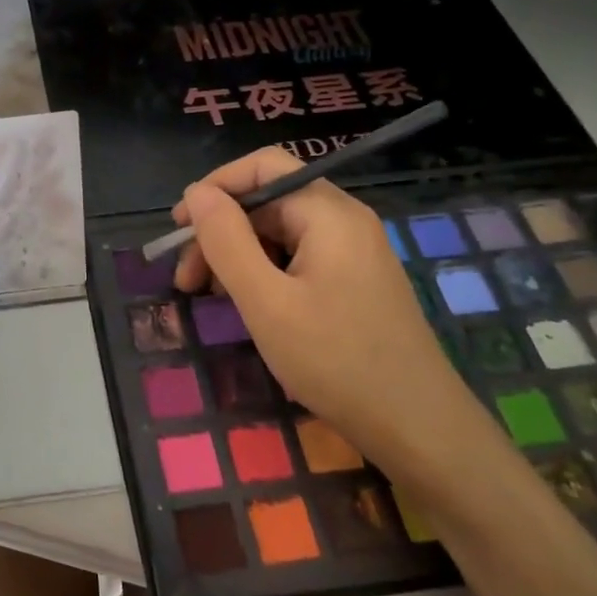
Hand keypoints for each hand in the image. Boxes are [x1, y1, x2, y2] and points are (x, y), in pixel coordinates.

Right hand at [171, 148, 485, 467]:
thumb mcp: (266, 302)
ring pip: (279, 232)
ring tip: (212, 298)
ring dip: (237, 256)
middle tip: (187, 280)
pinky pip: (297, 258)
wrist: (417, 428)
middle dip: (220, 232)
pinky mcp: (354, 280)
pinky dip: (263, 273)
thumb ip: (226, 241)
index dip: (214, 188)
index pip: (263, 167)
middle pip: (267, 201)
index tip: (179, 229)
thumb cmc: (336, 361)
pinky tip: (249, 306)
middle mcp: (344, 220)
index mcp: (328, 214)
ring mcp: (353, 252)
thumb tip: (196, 193)